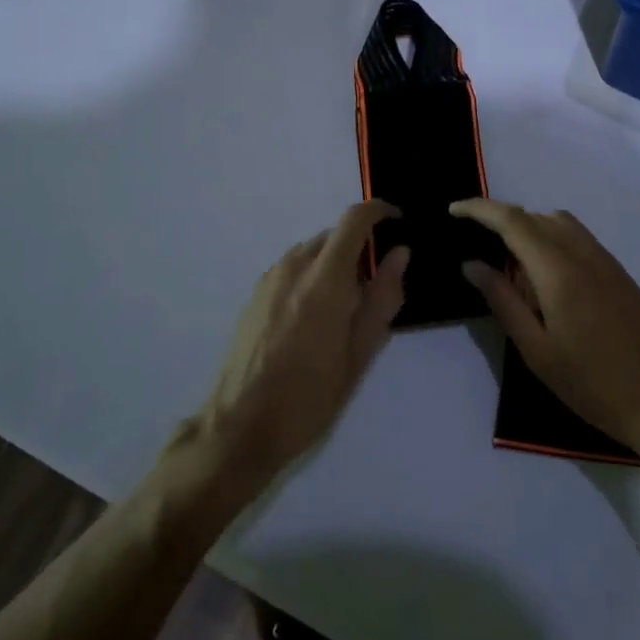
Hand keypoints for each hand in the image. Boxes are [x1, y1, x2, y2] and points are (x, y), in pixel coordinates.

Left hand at [197, 201, 408, 487]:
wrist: (239, 428)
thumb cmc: (309, 397)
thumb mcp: (359, 355)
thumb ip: (383, 298)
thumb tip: (400, 253)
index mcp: (323, 280)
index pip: (354, 220)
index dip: (379, 211)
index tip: (398, 221)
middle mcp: (293, 267)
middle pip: (333, 236)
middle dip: (359, 249)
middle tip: (375, 289)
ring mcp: (269, 279)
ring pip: (312, 252)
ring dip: (334, 264)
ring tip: (343, 310)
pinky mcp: (254, 295)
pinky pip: (292, 269)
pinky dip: (311, 276)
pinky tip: (313, 319)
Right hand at [451, 199, 639, 457]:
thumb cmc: (592, 383)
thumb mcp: (536, 349)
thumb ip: (503, 300)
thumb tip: (472, 265)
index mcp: (557, 269)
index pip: (511, 220)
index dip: (479, 209)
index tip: (453, 210)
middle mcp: (582, 252)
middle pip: (534, 216)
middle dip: (500, 220)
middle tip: (475, 245)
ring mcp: (604, 259)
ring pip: (557, 222)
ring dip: (527, 229)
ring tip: (508, 264)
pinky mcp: (617, 271)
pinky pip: (576, 237)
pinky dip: (550, 240)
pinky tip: (543, 278)